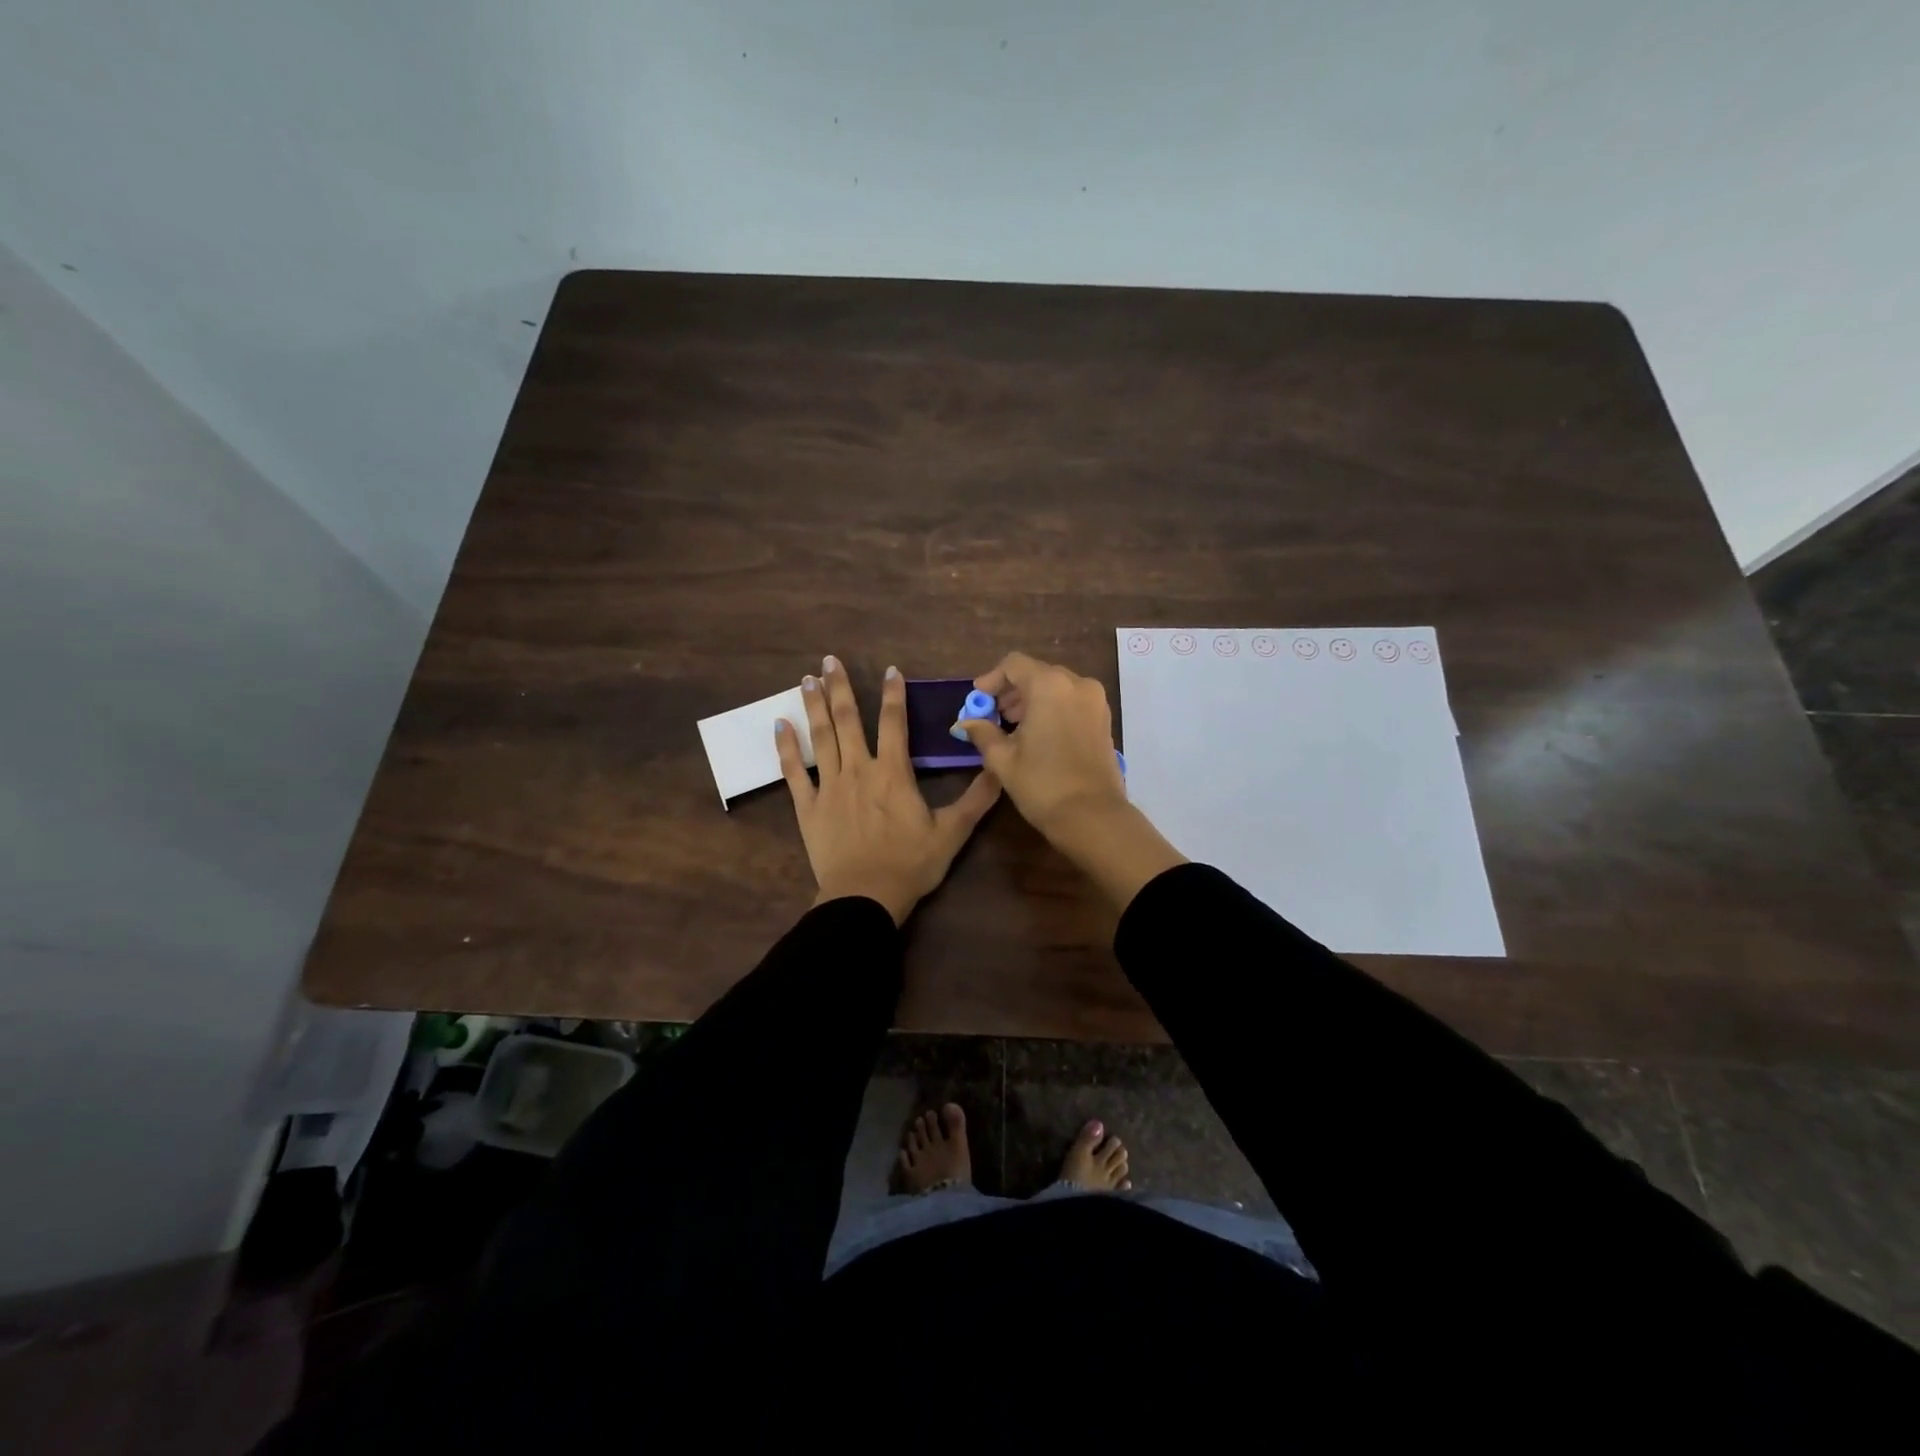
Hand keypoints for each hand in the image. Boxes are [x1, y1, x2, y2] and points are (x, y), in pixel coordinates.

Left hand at [776, 656, 1000, 924]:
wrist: (865, 897)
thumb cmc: (910, 864)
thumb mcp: (952, 833)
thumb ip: (976, 799)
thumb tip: (1000, 768)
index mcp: (893, 773)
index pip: (894, 723)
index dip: (893, 694)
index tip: (889, 669)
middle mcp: (858, 770)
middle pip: (848, 720)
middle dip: (839, 688)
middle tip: (828, 660)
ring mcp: (829, 786)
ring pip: (821, 738)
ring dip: (813, 706)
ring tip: (805, 680)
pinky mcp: (808, 807)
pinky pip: (793, 772)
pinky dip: (786, 748)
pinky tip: (779, 725)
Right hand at [950, 652, 1127, 840]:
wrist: (1092, 816)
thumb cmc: (1042, 783)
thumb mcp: (1003, 758)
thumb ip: (982, 732)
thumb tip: (966, 722)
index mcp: (1049, 685)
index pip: (1014, 664)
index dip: (992, 679)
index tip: (978, 699)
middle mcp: (1076, 683)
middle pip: (1037, 673)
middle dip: (1012, 691)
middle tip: (993, 715)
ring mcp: (1095, 700)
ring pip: (1056, 686)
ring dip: (1032, 699)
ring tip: (1013, 727)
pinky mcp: (1104, 719)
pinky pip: (1072, 701)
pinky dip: (1053, 708)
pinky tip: (1038, 734)